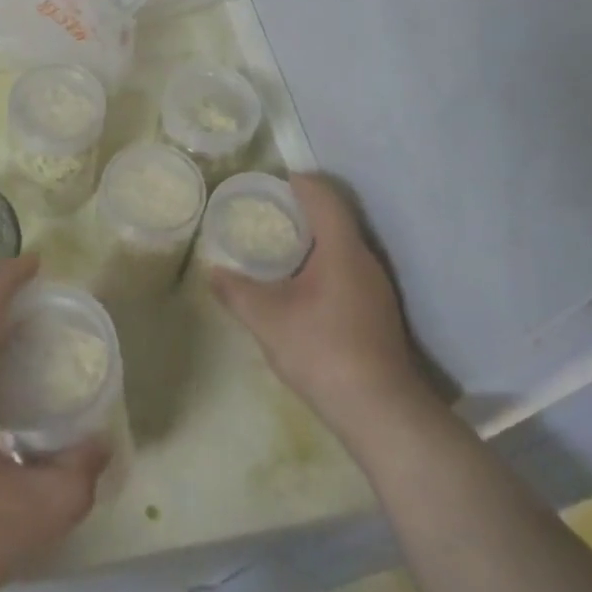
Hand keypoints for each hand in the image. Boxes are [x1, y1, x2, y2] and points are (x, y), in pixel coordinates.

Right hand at [208, 173, 422, 437]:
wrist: (380, 410)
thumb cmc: (322, 351)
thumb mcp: (267, 320)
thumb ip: (236, 291)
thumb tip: (212, 271)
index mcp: (342, 249)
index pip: (323, 197)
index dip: (299, 182)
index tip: (272, 181)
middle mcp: (364, 259)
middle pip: (334, 218)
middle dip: (301, 210)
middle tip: (266, 213)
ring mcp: (376, 287)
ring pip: (342, 247)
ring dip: (312, 240)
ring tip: (277, 248)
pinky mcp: (378, 311)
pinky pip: (347, 269)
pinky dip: (322, 264)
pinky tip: (301, 287)